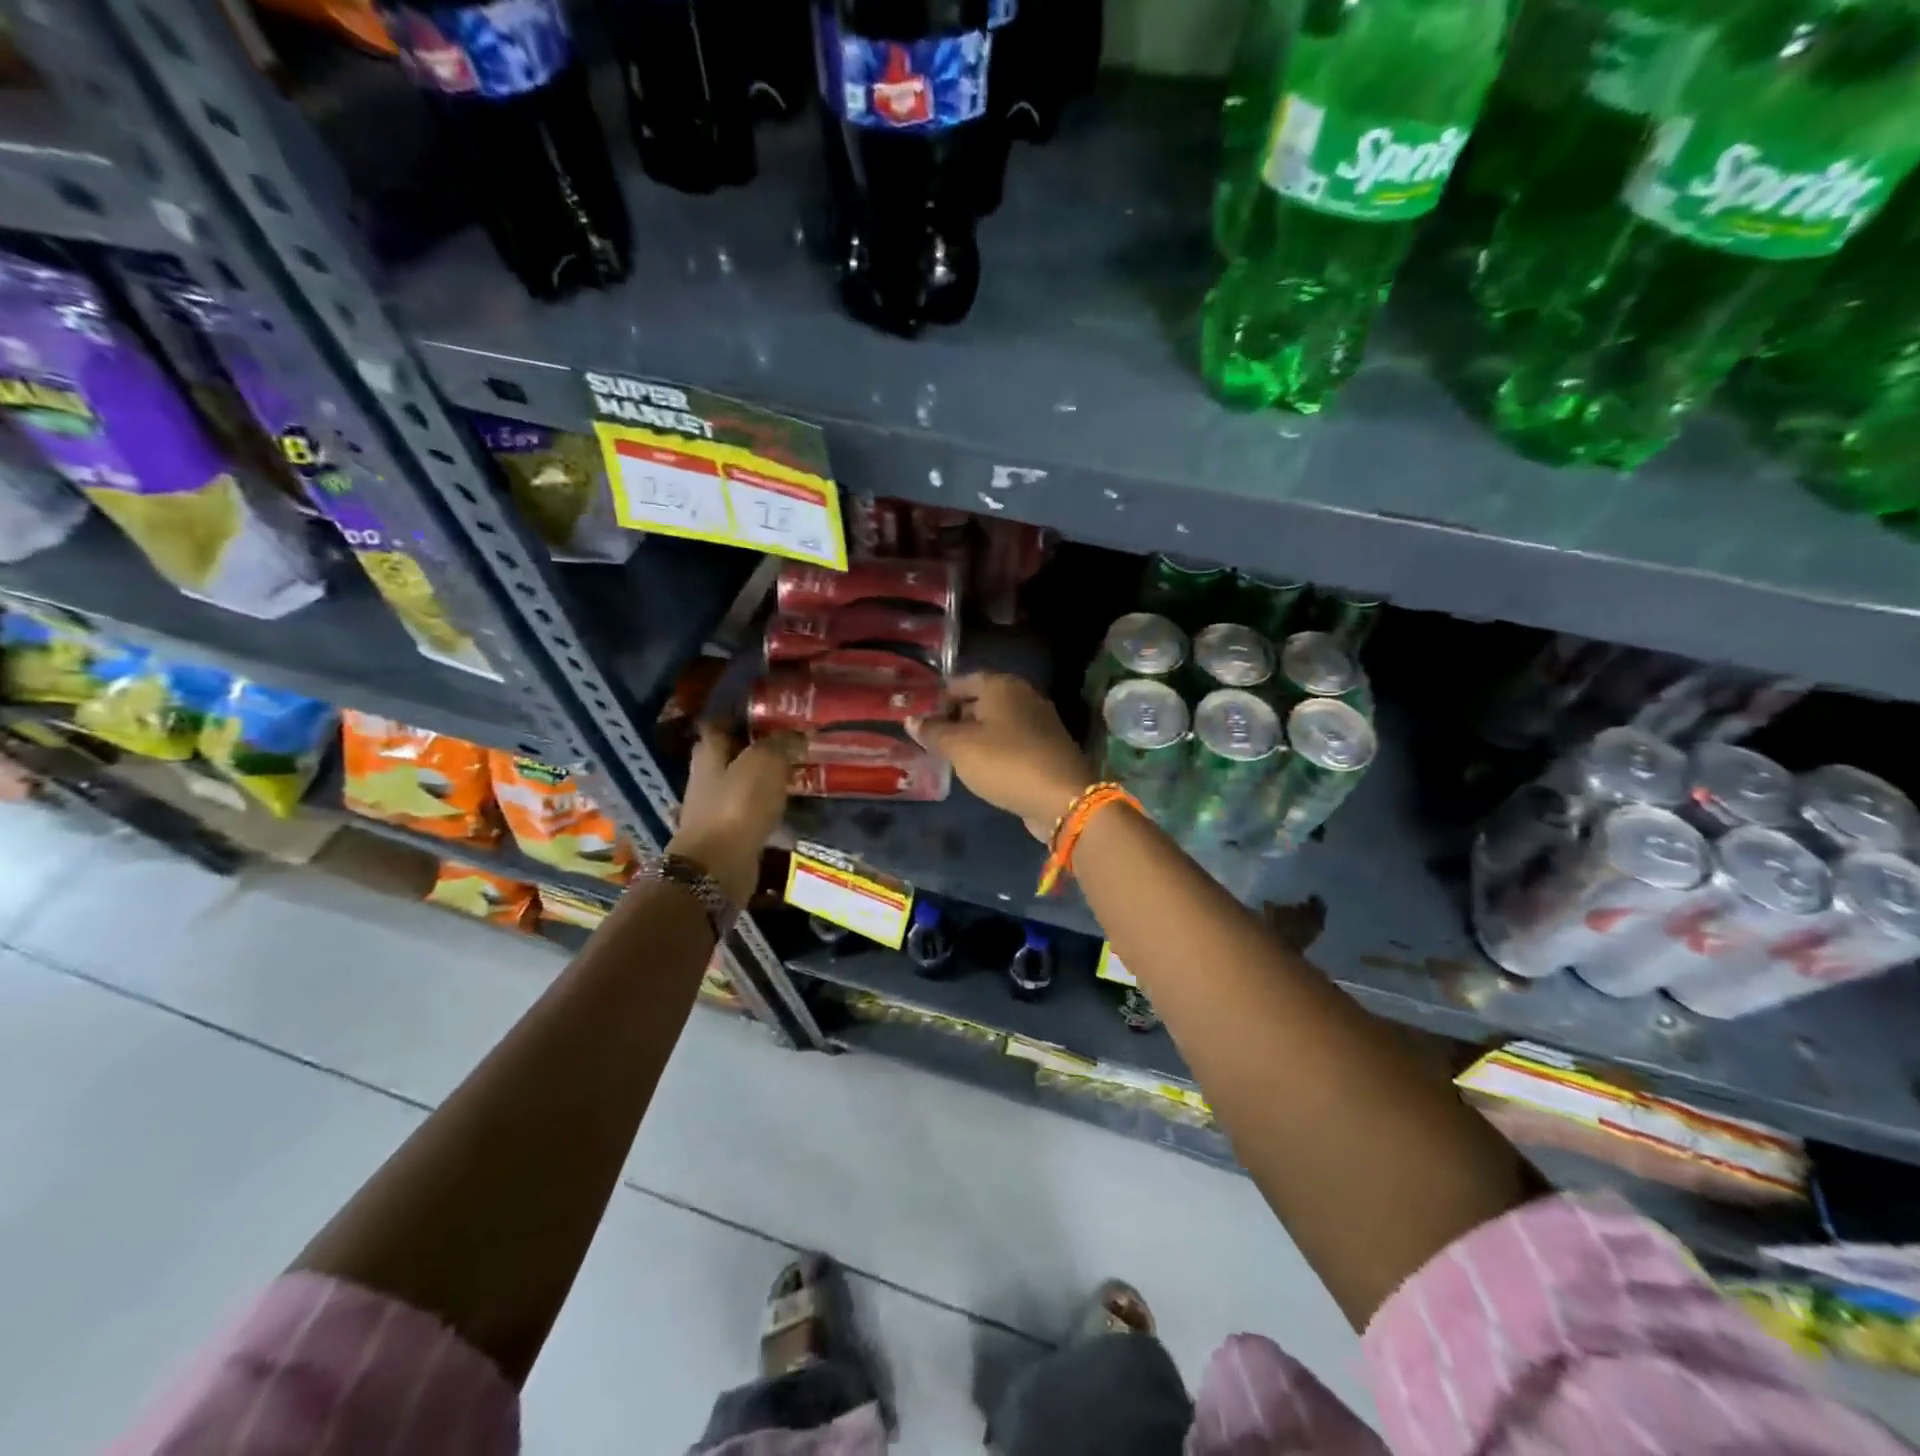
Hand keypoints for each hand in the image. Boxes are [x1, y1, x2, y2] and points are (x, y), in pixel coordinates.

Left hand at [669, 724, 803, 907]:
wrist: (718, 866)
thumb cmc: (738, 805)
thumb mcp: (765, 762)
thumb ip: (781, 743)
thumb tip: (797, 733)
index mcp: (708, 754)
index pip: (718, 725)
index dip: (740, 718)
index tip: (769, 716)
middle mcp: (705, 778)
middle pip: (730, 756)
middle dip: (756, 751)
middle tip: (790, 746)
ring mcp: (713, 809)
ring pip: (741, 785)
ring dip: (762, 782)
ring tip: (795, 777)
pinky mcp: (726, 835)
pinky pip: (749, 814)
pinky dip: (765, 809)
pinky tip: (787, 808)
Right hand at [909, 672, 1092, 839]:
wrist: (1063, 798)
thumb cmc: (1005, 762)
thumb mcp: (960, 747)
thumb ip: (933, 732)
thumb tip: (911, 719)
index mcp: (1002, 685)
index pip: (963, 681)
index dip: (940, 697)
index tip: (922, 717)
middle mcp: (1023, 695)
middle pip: (981, 700)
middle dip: (956, 716)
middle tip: (932, 737)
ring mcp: (1040, 721)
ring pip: (997, 722)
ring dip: (975, 735)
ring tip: (951, 754)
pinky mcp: (1047, 747)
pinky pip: (1012, 741)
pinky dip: (994, 749)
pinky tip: (981, 767)